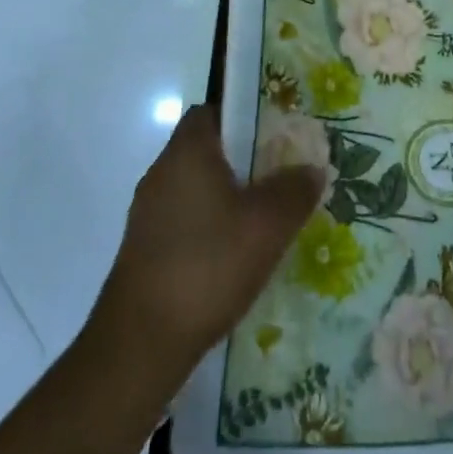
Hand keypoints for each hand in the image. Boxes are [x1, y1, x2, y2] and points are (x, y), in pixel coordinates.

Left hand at [91, 104, 324, 387]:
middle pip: (208, 149)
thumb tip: (312, 168)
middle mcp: (162, 172)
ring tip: (267, 217)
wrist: (140, 343)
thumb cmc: (207, 265)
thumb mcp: (268, 225)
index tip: (277, 134)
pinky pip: (186, 219)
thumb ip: (295, 190)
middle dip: (246, 159)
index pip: (213, 110)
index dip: (245, 115)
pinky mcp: (145, 249)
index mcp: (187, 152)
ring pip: (198, 187)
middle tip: (283, 175)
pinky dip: (212, 226)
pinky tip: (238, 254)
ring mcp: (149, 213)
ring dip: (230, 196)